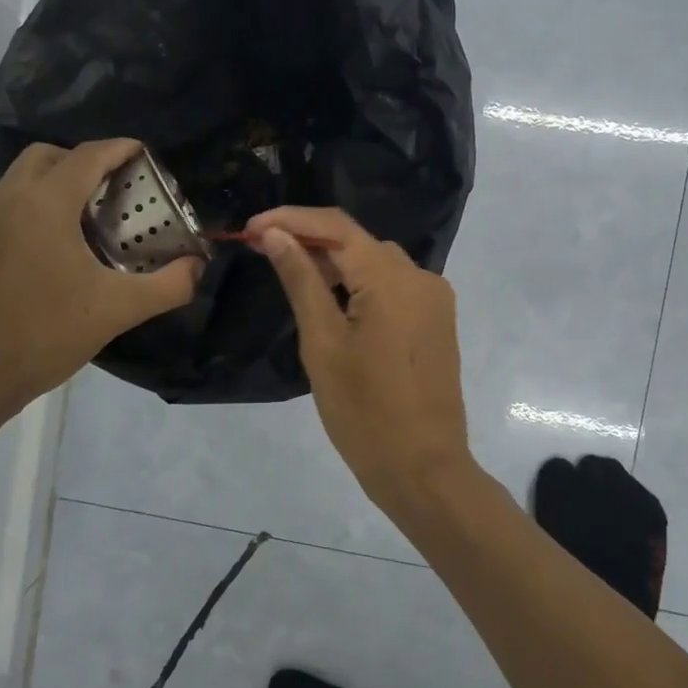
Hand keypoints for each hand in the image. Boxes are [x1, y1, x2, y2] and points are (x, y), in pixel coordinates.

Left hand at [0, 139, 201, 425]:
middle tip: (117, 188)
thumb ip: (168, 285)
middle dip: (84, 161)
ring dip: (58, 183)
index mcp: (44, 203)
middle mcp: (8, 199)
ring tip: (93, 218)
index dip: (120, 149)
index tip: (145, 154)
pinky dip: (38, 206)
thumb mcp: (117, 310)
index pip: (87, 155)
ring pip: (23, 179)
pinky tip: (61, 248)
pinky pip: (10, 205)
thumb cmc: (42, 333)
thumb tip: (198, 267)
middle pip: (48, 156)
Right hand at [247, 207, 472, 509]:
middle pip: (358, 242)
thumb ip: (302, 281)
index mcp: (392, 279)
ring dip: (335, 263)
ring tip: (291, 274)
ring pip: (376, 263)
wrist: (423, 468)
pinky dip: (360, 285)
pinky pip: (393, 287)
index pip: (337, 226)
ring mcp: (434, 299)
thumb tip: (277, 235)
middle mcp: (420, 277)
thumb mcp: (323, 343)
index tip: (251, 229)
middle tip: (263, 250)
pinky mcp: (436, 320)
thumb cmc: (364, 412)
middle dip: (309, 240)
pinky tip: (333, 300)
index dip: (291, 219)